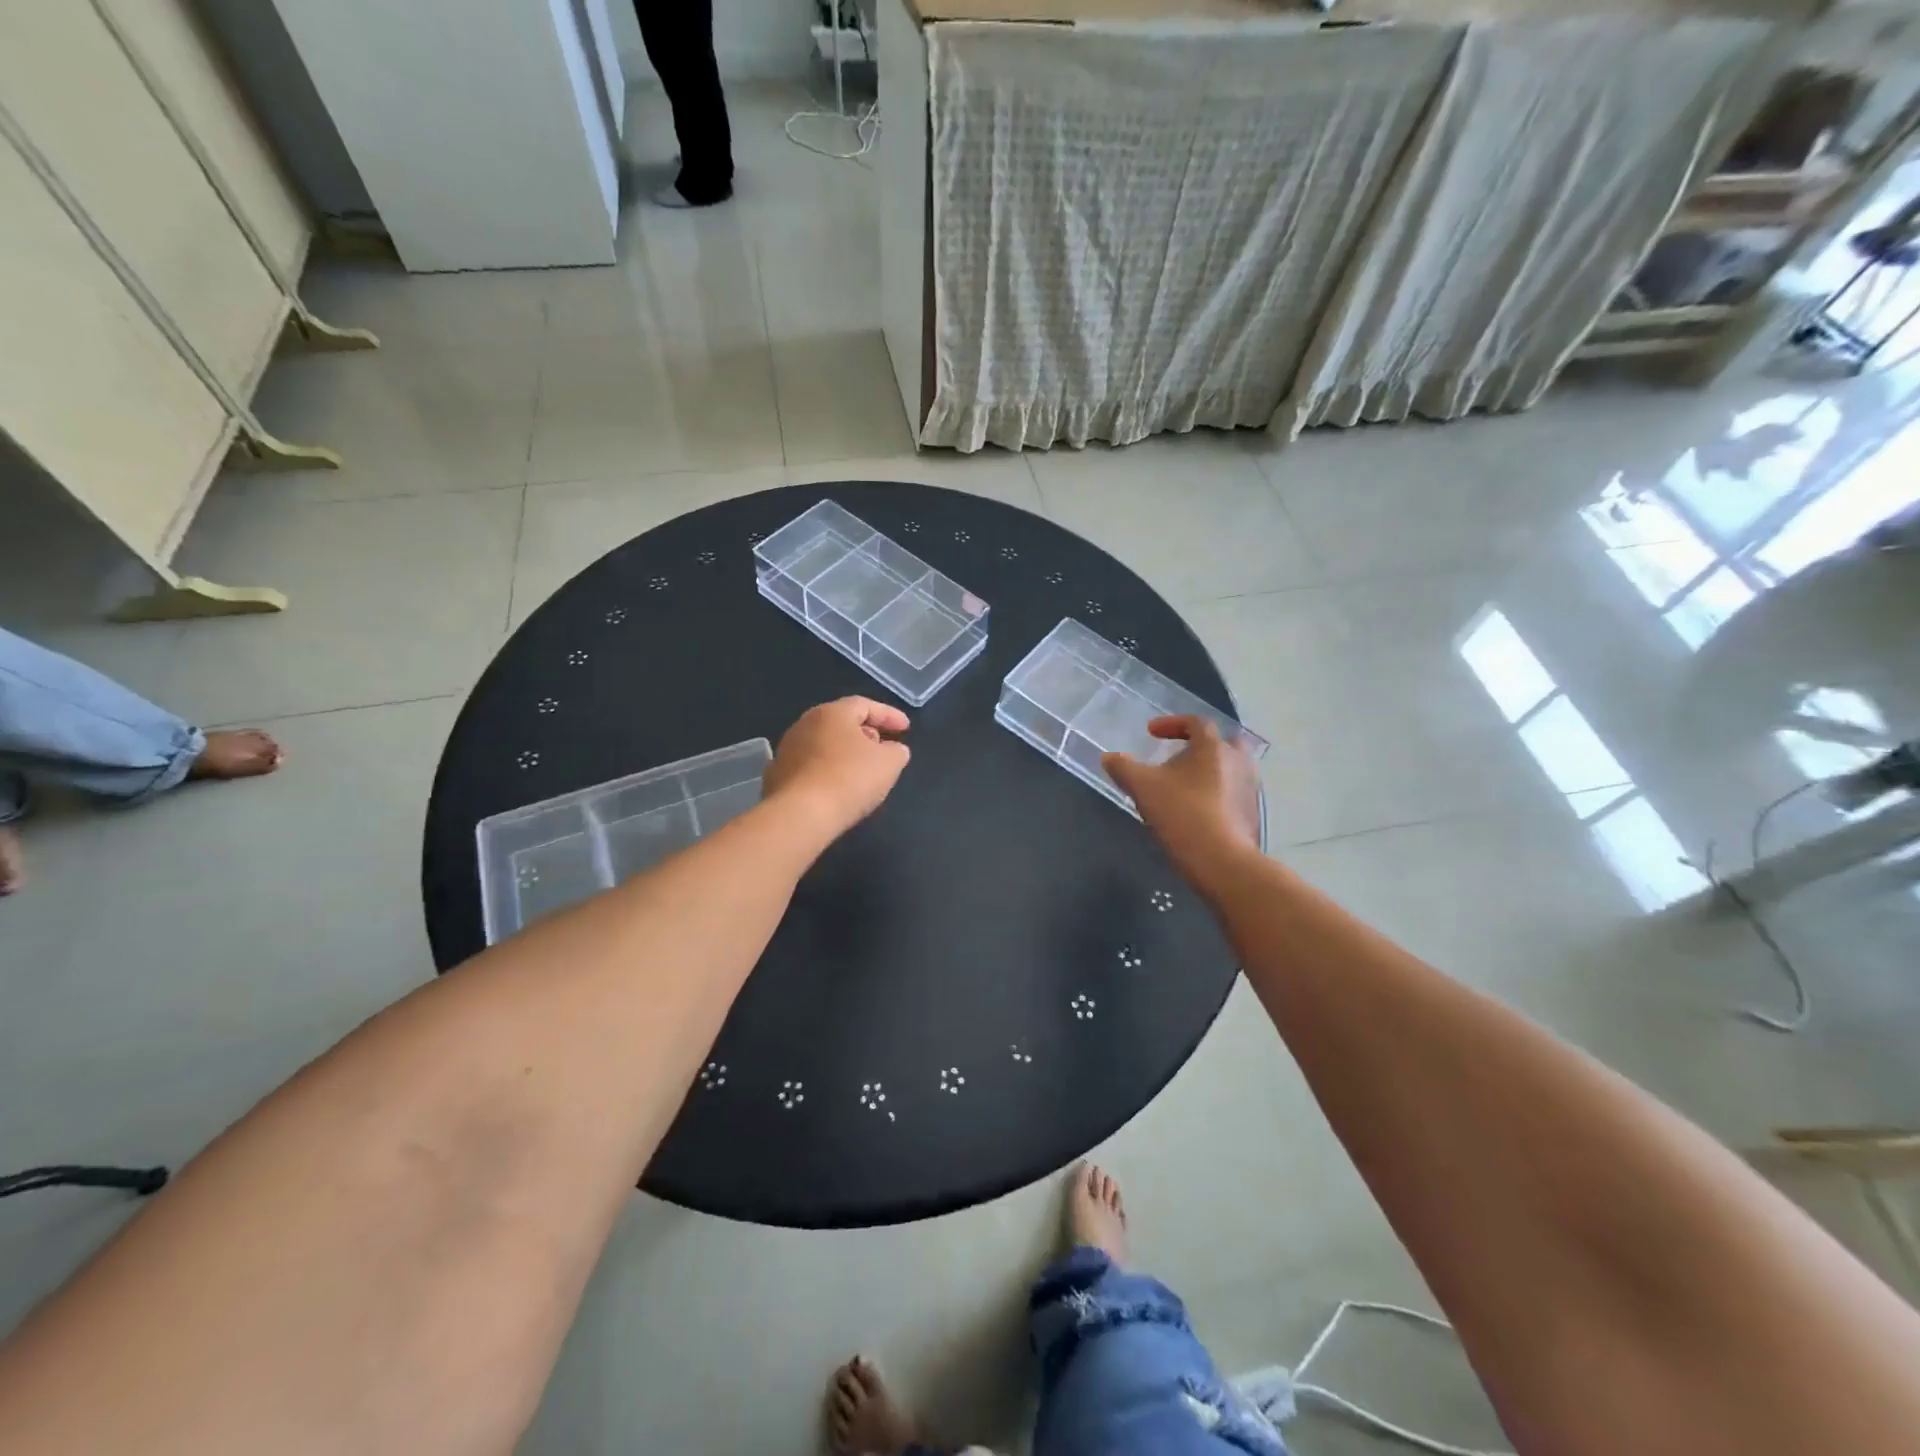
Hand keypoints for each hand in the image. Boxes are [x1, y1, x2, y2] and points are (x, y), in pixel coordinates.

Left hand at [764, 697, 911, 842]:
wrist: (800, 815)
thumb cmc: (850, 779)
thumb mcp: (889, 763)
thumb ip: (897, 751)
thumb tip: (893, 749)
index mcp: (832, 713)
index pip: (865, 705)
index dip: (889, 715)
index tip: (906, 728)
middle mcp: (805, 724)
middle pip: (841, 722)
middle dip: (865, 733)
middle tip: (883, 747)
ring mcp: (787, 750)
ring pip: (824, 744)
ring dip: (845, 753)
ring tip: (862, 769)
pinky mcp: (777, 776)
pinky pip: (810, 766)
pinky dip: (827, 771)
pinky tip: (836, 787)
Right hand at [1102, 716, 1260, 883]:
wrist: (1222, 861)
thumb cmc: (1182, 813)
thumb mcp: (1142, 787)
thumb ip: (1123, 768)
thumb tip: (1109, 758)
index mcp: (1213, 747)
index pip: (1196, 723)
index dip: (1171, 724)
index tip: (1151, 733)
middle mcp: (1238, 762)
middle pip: (1222, 743)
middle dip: (1200, 746)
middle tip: (1178, 756)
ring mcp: (1250, 789)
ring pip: (1229, 769)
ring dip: (1207, 772)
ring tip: (1182, 787)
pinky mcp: (1252, 815)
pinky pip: (1232, 794)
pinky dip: (1215, 794)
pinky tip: (1195, 812)